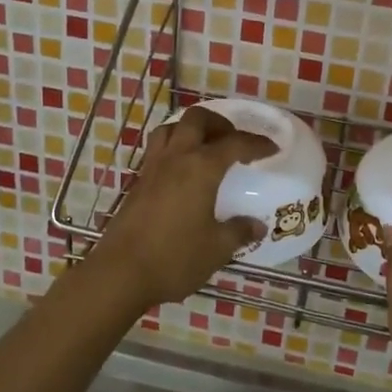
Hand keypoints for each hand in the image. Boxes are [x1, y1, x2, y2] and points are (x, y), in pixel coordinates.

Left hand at [85, 105, 275, 309]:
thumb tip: (257, 225)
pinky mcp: (137, 182)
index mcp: (201, 168)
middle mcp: (176, 158)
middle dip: (220, 123)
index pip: (234, 143)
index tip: (272, 149)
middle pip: (197, 119)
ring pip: (171, 128)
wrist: (120, 273)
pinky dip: (174, 147)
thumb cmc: (174, 258)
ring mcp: (152, 168)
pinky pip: (157, 149)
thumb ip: (239, 232)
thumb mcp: (216, 249)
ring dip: (191, 129)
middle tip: (234, 140)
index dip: (256, 143)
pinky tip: (182, 172)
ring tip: (205, 148)